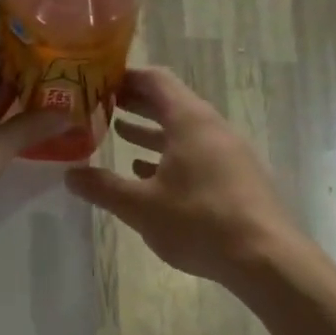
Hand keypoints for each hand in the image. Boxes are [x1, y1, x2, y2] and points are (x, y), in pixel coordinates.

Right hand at [64, 67, 299, 285]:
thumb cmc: (199, 222)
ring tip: (117, 132)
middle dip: (134, 102)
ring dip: (150, 130)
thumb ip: (103, 188)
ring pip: (182, 131)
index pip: (155, 80)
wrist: (265, 258)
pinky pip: (196, 153)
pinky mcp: (235, 176)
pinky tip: (147, 172)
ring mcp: (228, 152)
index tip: (95, 80)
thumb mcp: (141, 206)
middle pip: (169, 103)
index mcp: (189, 121)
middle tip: (99, 104)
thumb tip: (70, 175)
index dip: (124, 77)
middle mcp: (212, 127)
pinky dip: (169, 155)